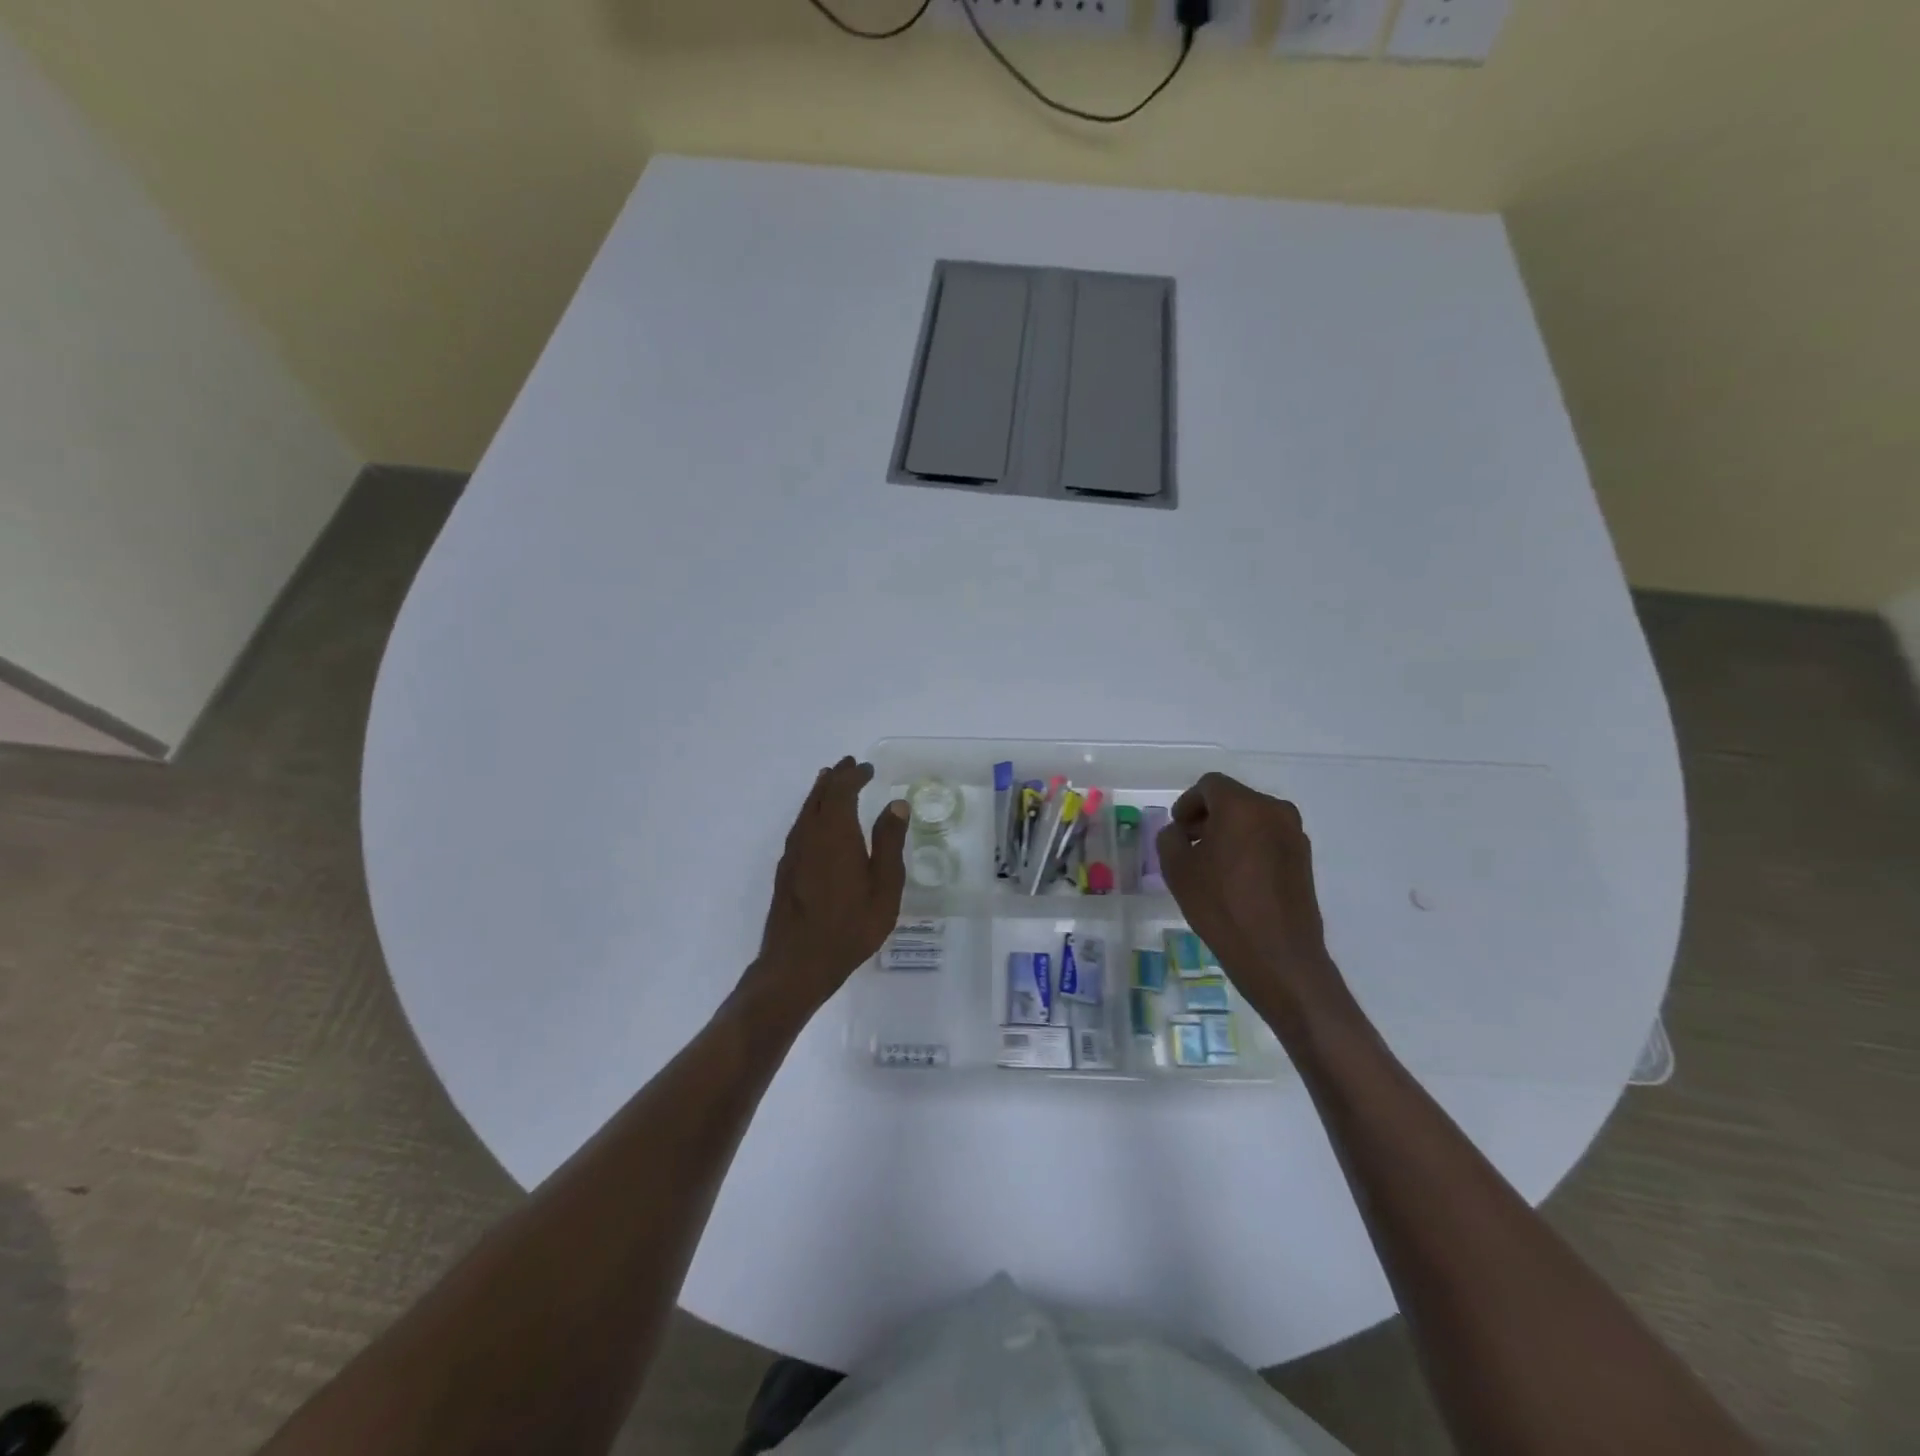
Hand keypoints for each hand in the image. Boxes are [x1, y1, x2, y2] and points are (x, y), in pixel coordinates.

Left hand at [749, 756, 909, 1015]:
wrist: (798, 963)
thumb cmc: (851, 926)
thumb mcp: (884, 886)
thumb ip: (889, 843)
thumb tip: (895, 805)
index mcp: (835, 833)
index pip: (841, 790)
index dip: (853, 775)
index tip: (867, 768)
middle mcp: (809, 835)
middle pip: (819, 795)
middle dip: (835, 778)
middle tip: (849, 765)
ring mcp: (793, 852)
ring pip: (805, 811)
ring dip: (820, 793)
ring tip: (830, 782)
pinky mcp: (786, 870)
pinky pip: (800, 827)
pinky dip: (811, 813)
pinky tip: (817, 823)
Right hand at [1156, 772, 1346, 1027]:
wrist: (1277, 956)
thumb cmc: (1221, 906)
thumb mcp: (1177, 869)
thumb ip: (1171, 838)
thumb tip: (1180, 832)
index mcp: (1242, 806)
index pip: (1209, 785)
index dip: (1188, 803)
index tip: (1178, 830)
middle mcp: (1274, 811)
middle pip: (1234, 799)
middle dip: (1208, 817)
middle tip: (1190, 845)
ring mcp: (1294, 835)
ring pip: (1253, 819)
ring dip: (1230, 832)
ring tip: (1212, 865)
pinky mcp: (1304, 859)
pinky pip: (1269, 839)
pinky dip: (1250, 847)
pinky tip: (1237, 879)